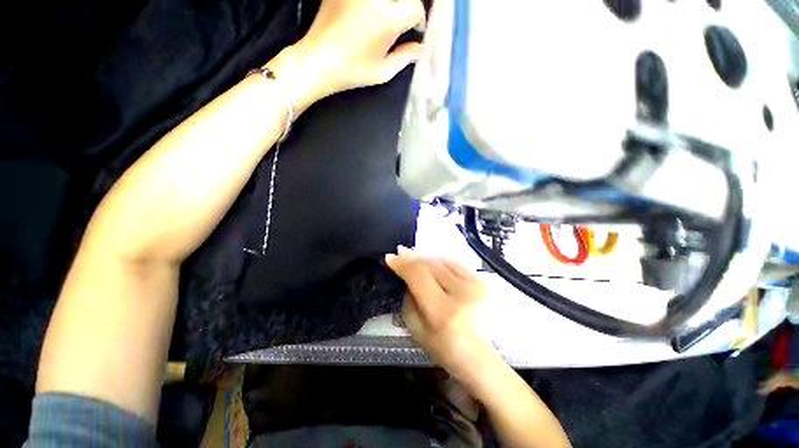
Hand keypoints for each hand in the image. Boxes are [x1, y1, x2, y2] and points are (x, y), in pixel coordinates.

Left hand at [271, 0, 424, 112]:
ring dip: (392, 4)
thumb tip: (420, 48)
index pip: (416, 8)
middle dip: (408, 6)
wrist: (317, 61)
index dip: (419, 21)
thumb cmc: (352, 71)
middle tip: (404, 21)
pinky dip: (374, 3)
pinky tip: (371, 13)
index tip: (416, 30)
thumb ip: (405, 57)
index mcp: (388, 18)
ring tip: (387, 18)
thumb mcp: (383, 72)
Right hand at [386, 246, 494, 381]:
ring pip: (441, 260)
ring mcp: (475, 284)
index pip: (418, 275)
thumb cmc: (444, 347)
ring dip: (424, 256)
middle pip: (430, 263)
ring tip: (412, 254)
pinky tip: (430, 260)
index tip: (390, 257)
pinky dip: (439, 259)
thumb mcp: (416, 327)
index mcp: (443, 311)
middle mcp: (462, 293)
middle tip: (399, 251)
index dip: (402, 264)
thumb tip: (404, 271)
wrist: (480, 355)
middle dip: (411, 256)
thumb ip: (408, 297)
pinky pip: (454, 262)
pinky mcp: (482, 280)